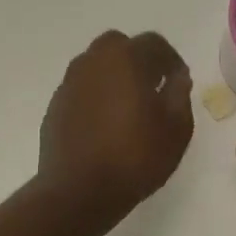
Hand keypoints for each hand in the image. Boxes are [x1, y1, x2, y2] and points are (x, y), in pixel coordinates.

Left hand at [37, 30, 193, 226]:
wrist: (79, 192)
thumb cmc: (135, 157)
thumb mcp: (176, 129)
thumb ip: (180, 95)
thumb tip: (177, 77)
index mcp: (125, 59)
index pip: (153, 43)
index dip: (171, 59)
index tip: (179, 81)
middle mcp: (92, 62)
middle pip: (119, 46)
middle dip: (138, 60)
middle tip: (153, 87)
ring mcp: (69, 84)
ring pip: (96, 66)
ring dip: (114, 77)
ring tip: (129, 107)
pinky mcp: (55, 106)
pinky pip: (81, 90)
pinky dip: (96, 96)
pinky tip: (105, 124)